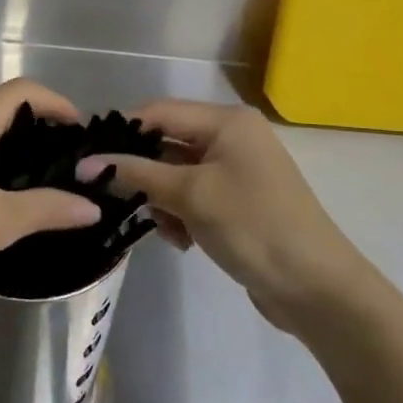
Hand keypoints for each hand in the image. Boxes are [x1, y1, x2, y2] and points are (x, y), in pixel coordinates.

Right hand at [76, 100, 369, 330]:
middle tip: (113, 198)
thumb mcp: (190, 195)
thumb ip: (136, 174)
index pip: (158, 112)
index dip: (122, 132)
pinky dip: (181, 215)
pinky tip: (182, 242)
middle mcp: (231, 138)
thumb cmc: (253, 226)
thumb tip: (85, 164)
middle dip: (143, 173)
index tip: (87, 157)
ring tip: (165, 229)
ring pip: (176, 175)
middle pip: (167, 144)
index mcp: (226, 121)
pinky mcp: (237, 202)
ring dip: (162, 200)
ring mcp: (236, 171)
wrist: (317, 289)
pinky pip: (193, 197)